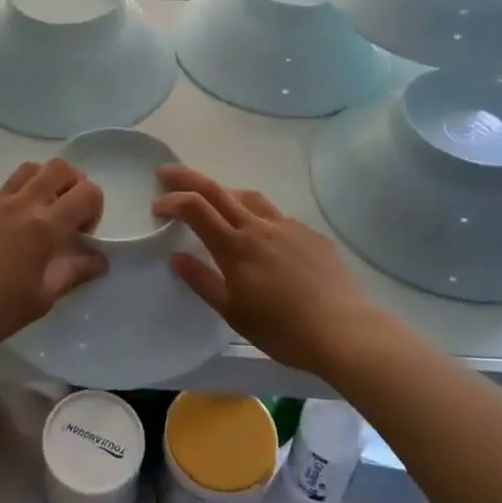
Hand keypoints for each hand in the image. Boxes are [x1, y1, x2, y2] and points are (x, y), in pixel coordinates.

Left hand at [0, 160, 105, 357]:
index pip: (87, 191)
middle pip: (60, 167)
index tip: (82, 236)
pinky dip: (15, 203)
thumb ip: (73, 273)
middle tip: (68, 217)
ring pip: (29, 170)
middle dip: (74, 185)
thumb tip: (99, 260)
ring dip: (45, 184)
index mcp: (45, 225)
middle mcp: (22, 204)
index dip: (95, 209)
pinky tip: (5, 238)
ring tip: (41, 217)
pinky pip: (1, 193)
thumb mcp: (42, 299)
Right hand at [154, 164, 378, 377]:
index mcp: (235, 246)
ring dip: (225, 192)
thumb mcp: (233, 313)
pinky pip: (277, 215)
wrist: (344, 331)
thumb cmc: (282, 329)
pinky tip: (263, 234)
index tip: (156, 205)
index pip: (196, 208)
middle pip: (218, 190)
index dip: (172, 200)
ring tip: (215, 200)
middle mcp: (259, 226)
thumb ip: (203, 281)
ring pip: (250, 197)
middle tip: (167, 172)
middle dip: (188, 177)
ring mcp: (288, 226)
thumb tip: (176, 256)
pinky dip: (258, 215)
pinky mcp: (311, 234)